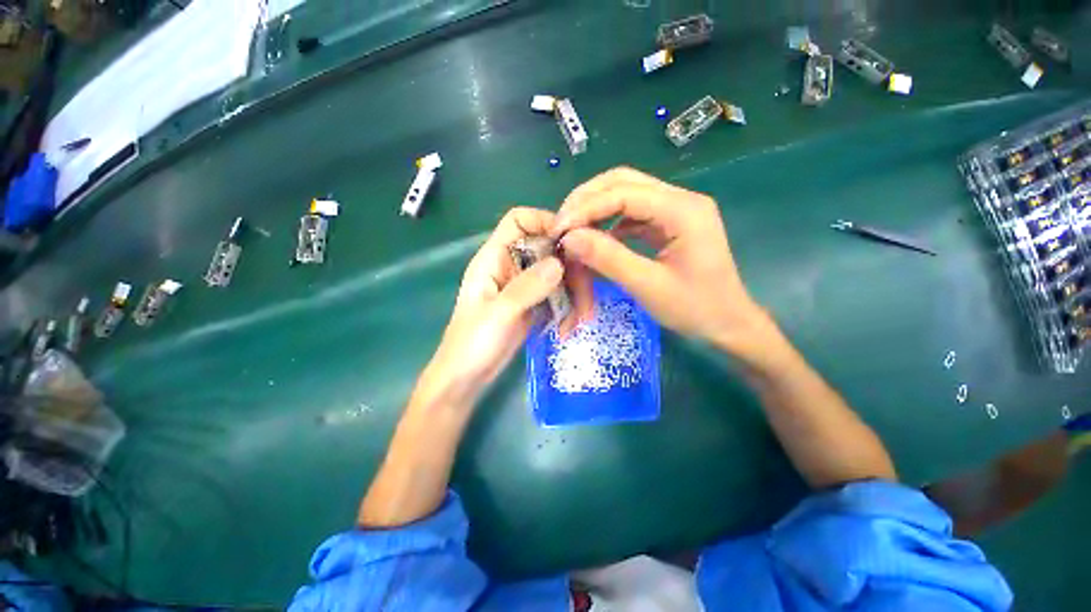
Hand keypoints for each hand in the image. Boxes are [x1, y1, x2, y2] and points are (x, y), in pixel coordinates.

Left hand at [415, 208, 564, 409]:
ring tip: (579, 320)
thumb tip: (559, 263)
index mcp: (494, 258)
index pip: (519, 220)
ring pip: (558, 275)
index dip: (545, 221)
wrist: (467, 379)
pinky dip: (567, 309)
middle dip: (571, 270)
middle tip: (585, 298)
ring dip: (574, 295)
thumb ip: (527, 287)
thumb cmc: (472, 344)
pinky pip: (558, 296)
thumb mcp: (498, 314)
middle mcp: (512, 266)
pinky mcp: (533, 305)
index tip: (571, 242)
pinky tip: (566, 329)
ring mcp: (524, 287)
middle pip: (549, 249)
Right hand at [553, 167, 775, 359]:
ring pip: (625, 193)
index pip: (623, 192)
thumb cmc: (695, 309)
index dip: (586, 208)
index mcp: (683, 210)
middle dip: (587, 199)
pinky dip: (608, 221)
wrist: (728, 323)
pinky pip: (631, 213)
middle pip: (623, 181)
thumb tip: (569, 238)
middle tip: (562, 224)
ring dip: (595, 207)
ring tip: (573, 229)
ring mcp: (675, 210)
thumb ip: (609, 259)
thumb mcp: (649, 286)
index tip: (559, 229)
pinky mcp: (668, 224)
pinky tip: (595, 237)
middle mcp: (680, 199)